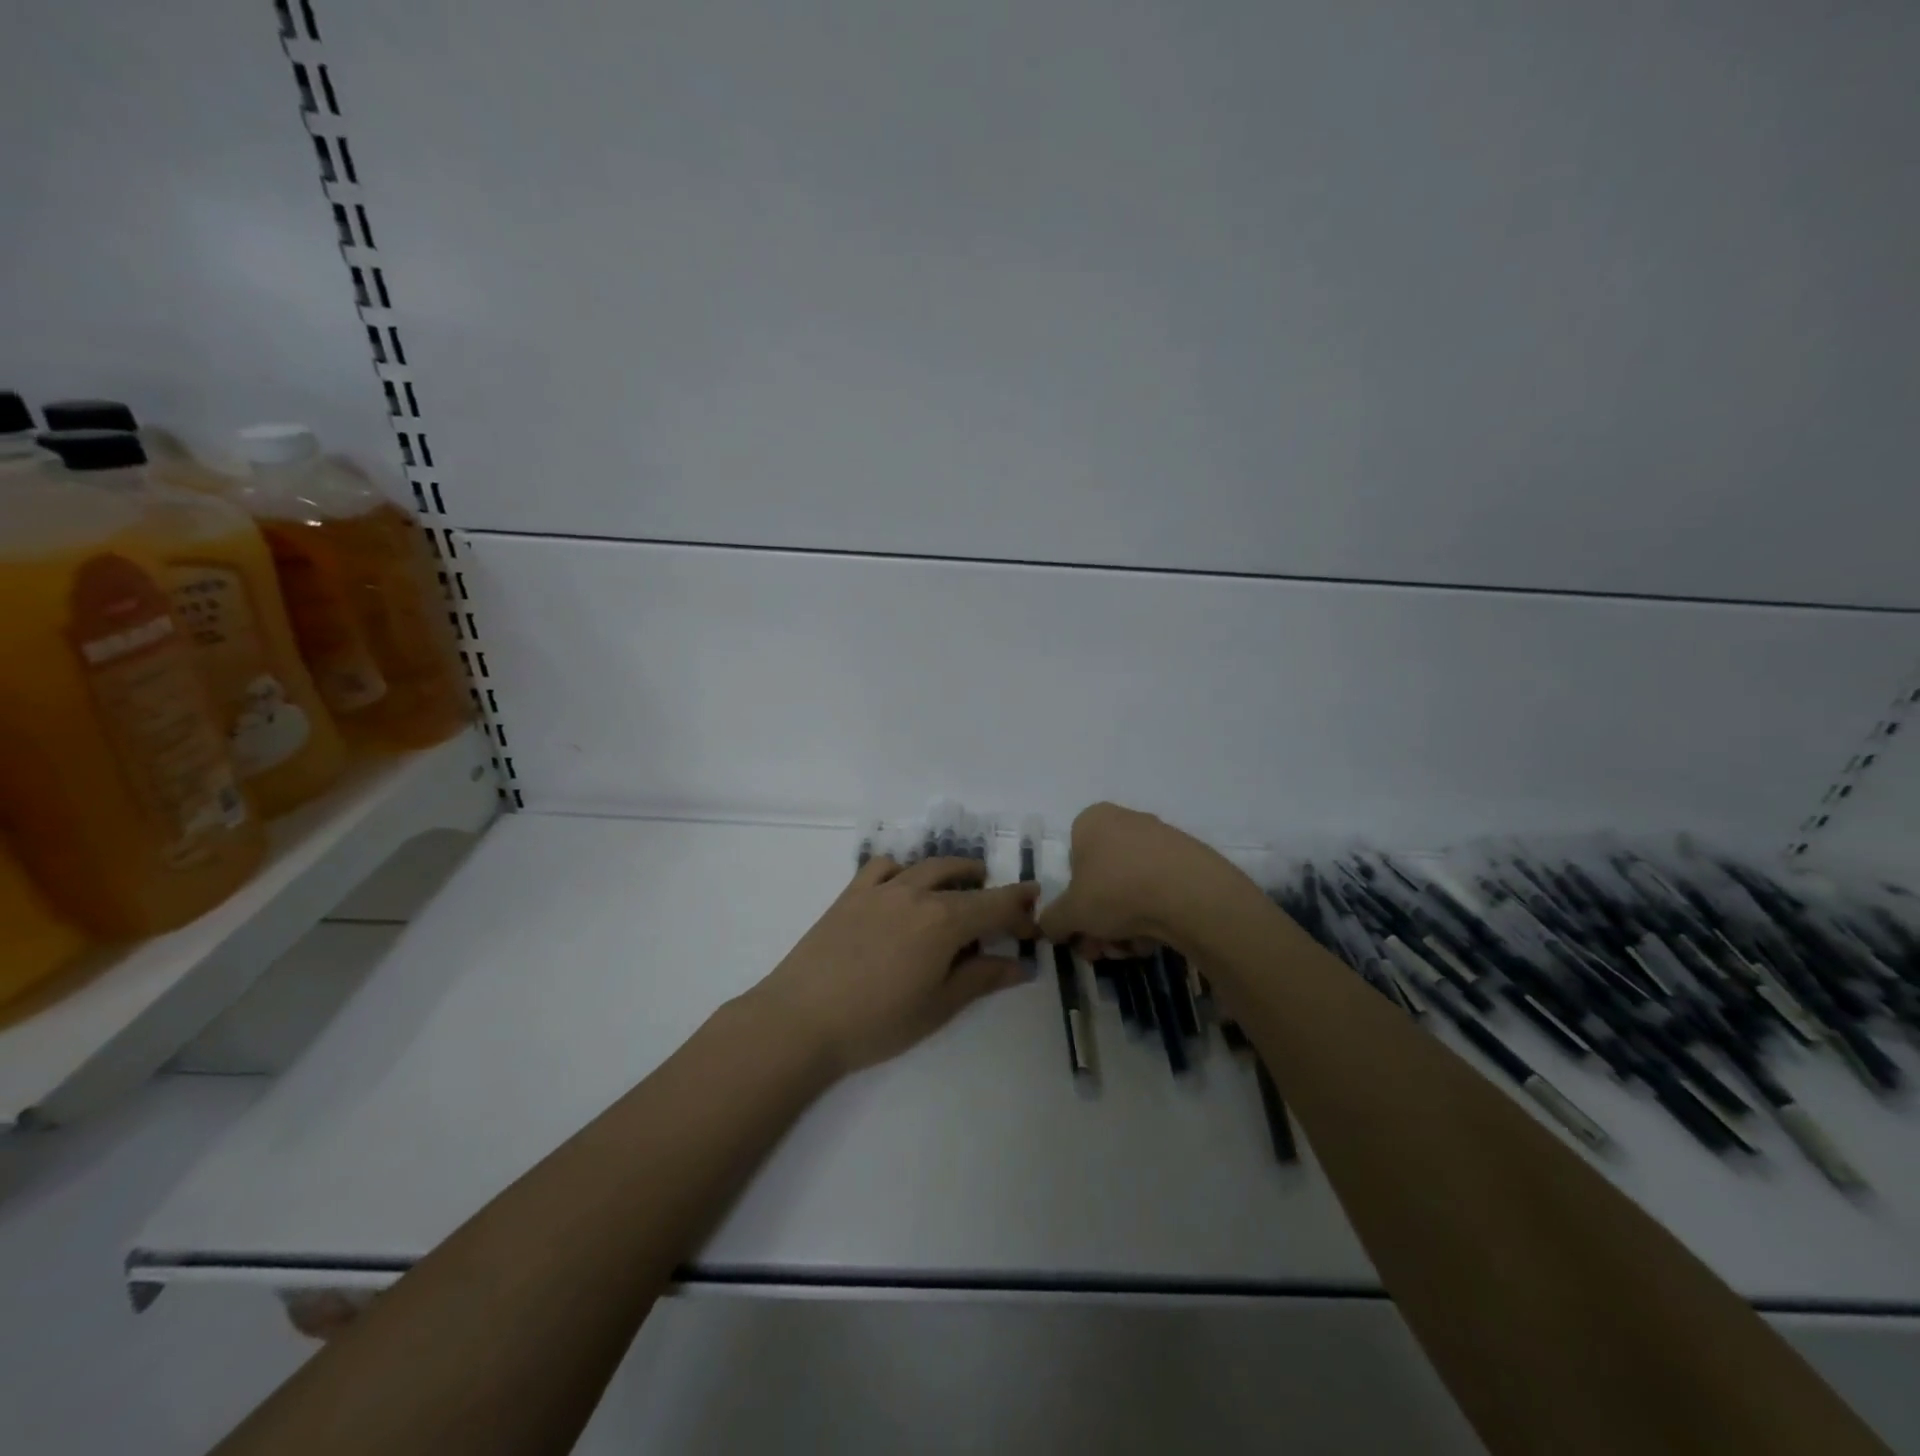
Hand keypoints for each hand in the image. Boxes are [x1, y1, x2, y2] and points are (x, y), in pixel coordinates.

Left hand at [751, 855, 1040, 1076]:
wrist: (801, 1018)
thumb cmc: (877, 1022)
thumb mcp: (938, 1006)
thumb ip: (981, 978)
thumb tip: (1020, 965)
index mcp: (944, 921)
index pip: (995, 905)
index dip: (1020, 911)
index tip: (1035, 921)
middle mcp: (916, 893)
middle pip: (965, 882)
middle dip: (992, 892)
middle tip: (1005, 909)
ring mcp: (881, 889)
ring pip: (927, 866)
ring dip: (954, 871)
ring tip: (965, 883)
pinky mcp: (851, 894)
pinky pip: (883, 866)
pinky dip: (904, 869)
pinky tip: (904, 886)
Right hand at [1038, 802, 1246, 955]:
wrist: (1191, 894)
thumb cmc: (1117, 890)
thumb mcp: (1070, 913)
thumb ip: (1052, 920)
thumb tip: (1049, 926)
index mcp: (1092, 820)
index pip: (1072, 860)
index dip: (1073, 899)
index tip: (1081, 929)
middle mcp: (1126, 820)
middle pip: (1102, 879)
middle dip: (1100, 920)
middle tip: (1104, 949)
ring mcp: (1161, 838)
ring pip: (1131, 888)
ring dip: (1126, 924)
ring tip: (1133, 948)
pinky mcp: (1190, 859)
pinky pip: (1161, 890)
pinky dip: (1155, 915)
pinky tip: (1158, 938)